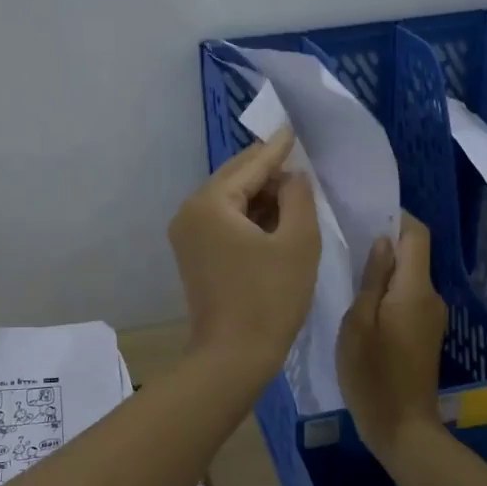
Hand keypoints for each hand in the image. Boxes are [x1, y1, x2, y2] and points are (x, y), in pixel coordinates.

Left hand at [168, 130, 319, 380]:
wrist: (233, 356)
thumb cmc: (270, 298)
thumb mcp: (298, 242)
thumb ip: (299, 197)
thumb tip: (292, 176)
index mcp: (211, 203)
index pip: (251, 165)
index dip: (278, 149)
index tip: (293, 128)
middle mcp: (190, 211)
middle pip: (234, 178)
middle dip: (268, 171)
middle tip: (299, 160)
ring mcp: (186, 235)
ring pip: (229, 200)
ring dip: (260, 195)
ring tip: (293, 189)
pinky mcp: (193, 255)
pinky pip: (223, 221)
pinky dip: (247, 216)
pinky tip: (273, 217)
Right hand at [337, 213, 447, 458]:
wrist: (401, 427)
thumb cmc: (372, 375)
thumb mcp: (358, 323)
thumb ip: (372, 279)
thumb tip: (383, 242)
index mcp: (415, 289)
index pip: (417, 234)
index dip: (396, 217)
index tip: (364, 214)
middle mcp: (431, 296)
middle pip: (414, 254)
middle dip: (385, 242)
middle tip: (346, 241)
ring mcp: (431, 316)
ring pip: (409, 276)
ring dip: (385, 268)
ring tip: (348, 270)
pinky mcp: (425, 332)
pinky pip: (408, 297)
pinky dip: (389, 290)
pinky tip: (362, 302)